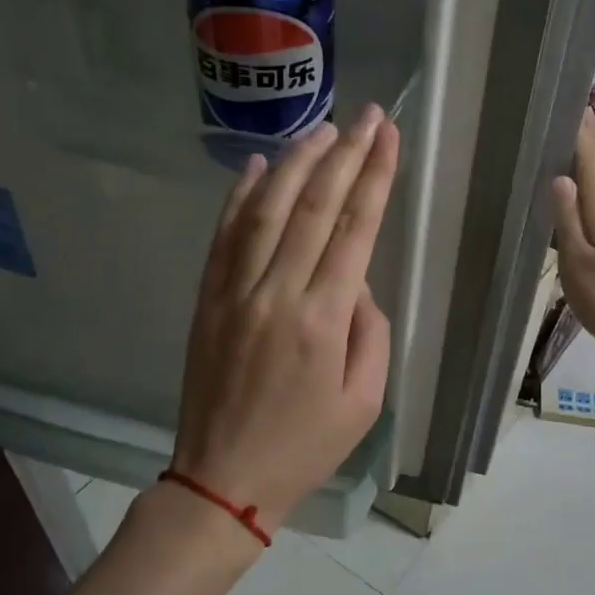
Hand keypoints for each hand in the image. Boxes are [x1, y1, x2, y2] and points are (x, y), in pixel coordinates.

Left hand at [171, 107, 399, 529]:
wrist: (223, 479)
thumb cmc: (304, 446)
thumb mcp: (364, 401)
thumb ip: (369, 331)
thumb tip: (355, 281)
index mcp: (322, 319)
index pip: (355, 229)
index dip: (374, 176)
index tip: (387, 135)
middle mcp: (277, 293)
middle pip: (314, 206)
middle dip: (344, 154)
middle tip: (365, 116)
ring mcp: (234, 292)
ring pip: (266, 210)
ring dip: (294, 163)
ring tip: (321, 129)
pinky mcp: (207, 299)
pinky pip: (224, 236)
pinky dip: (240, 197)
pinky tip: (256, 167)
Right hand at [551, 108, 594, 383]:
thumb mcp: (578, 262)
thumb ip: (567, 217)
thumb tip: (560, 174)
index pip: (592, 153)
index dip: (580, 126)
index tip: (563, 97)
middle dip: (586, 132)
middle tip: (560, 110)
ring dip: (592, 151)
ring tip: (568, 136)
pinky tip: (583, 182)